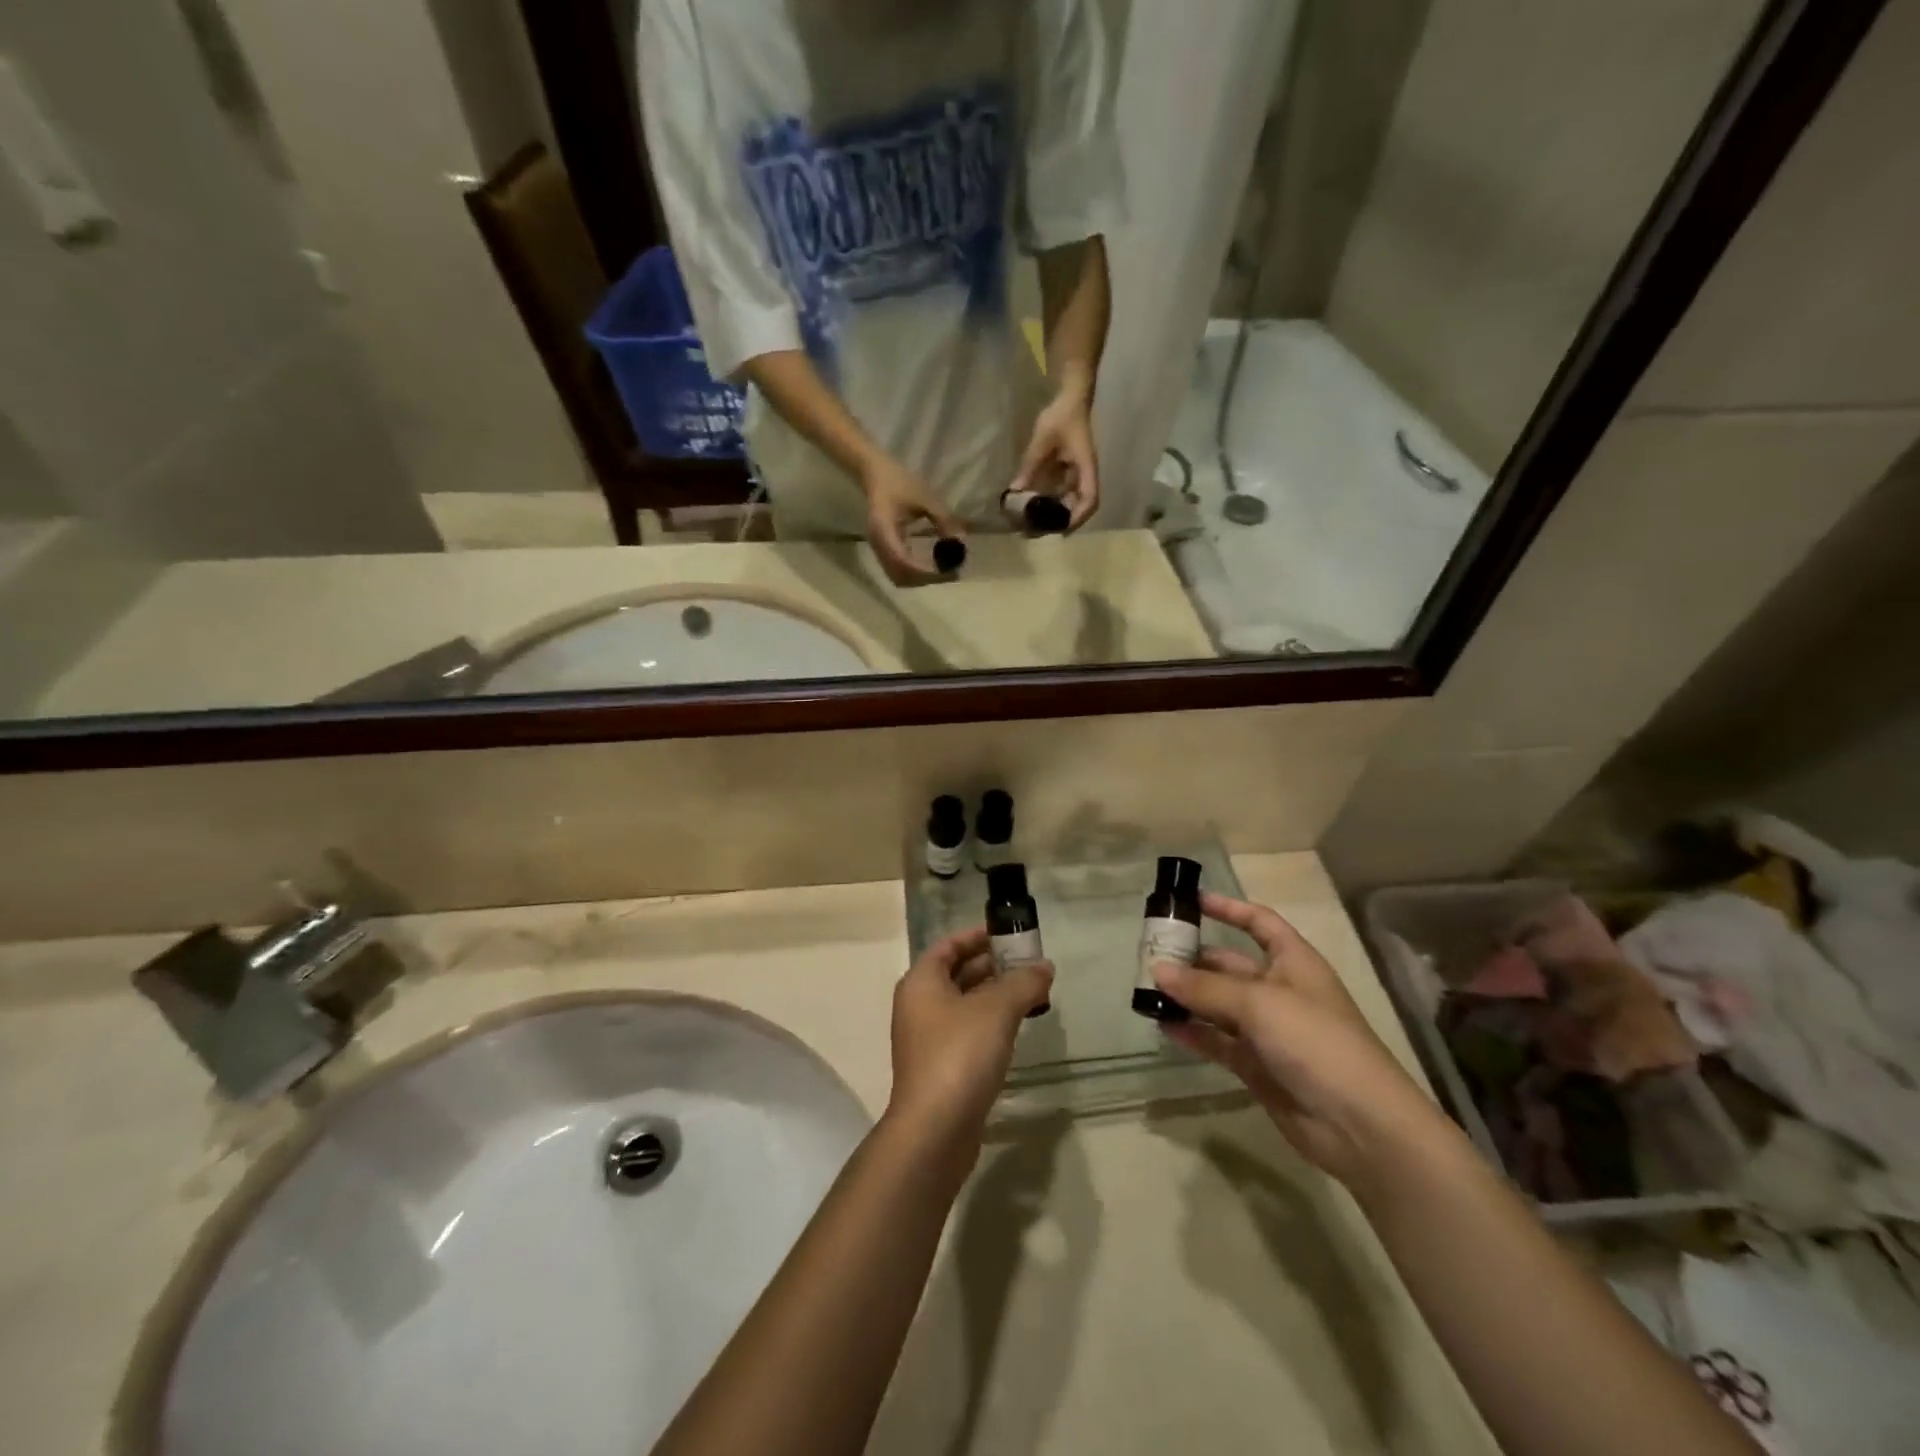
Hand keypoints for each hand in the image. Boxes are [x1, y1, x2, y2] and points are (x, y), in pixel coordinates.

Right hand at [861, 454, 965, 586]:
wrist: (875, 474)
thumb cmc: (899, 482)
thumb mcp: (925, 497)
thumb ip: (943, 519)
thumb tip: (960, 542)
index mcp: (884, 530)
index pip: (903, 561)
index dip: (925, 571)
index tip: (947, 570)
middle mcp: (878, 545)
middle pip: (901, 576)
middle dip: (925, 579)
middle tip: (950, 573)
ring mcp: (879, 550)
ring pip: (898, 577)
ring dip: (920, 580)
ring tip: (943, 572)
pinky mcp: (883, 551)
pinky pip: (897, 571)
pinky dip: (915, 574)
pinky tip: (932, 566)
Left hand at [886, 926, 1052, 1161]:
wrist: (935, 1130)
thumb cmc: (960, 1054)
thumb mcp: (997, 1010)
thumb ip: (1023, 982)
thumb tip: (1044, 966)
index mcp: (921, 982)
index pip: (948, 945)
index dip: (977, 936)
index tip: (1009, 934)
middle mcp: (918, 1006)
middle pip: (956, 973)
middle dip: (991, 965)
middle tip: (1028, 963)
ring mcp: (927, 1039)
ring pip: (963, 1005)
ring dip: (993, 996)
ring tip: (1030, 992)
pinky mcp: (940, 1068)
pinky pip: (966, 1032)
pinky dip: (989, 1023)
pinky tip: (1015, 1029)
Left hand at [1013, 386, 1099, 530]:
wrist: (1069, 398)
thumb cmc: (1060, 416)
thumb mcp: (1042, 441)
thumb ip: (1029, 466)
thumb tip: (1014, 492)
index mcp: (1086, 468)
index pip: (1090, 499)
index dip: (1078, 517)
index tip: (1061, 530)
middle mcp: (1085, 475)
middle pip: (1080, 507)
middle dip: (1061, 522)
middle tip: (1037, 532)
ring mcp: (1078, 474)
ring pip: (1071, 502)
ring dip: (1055, 515)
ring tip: (1032, 524)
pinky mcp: (1069, 472)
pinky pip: (1062, 493)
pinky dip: (1050, 503)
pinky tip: (1032, 508)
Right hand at [1154, 892, 1439, 1189]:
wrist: (1359, 1124)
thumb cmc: (1315, 1041)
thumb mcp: (1259, 1003)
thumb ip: (1205, 987)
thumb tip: (1158, 970)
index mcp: (1293, 962)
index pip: (1259, 922)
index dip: (1229, 909)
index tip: (1190, 902)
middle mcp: (1279, 991)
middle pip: (1230, 965)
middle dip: (1193, 958)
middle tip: (1150, 954)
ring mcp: (1268, 1031)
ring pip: (1218, 1004)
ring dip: (1187, 996)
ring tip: (1146, 989)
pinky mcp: (1257, 1065)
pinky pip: (1217, 1041)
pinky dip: (1192, 1032)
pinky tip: (1162, 1025)